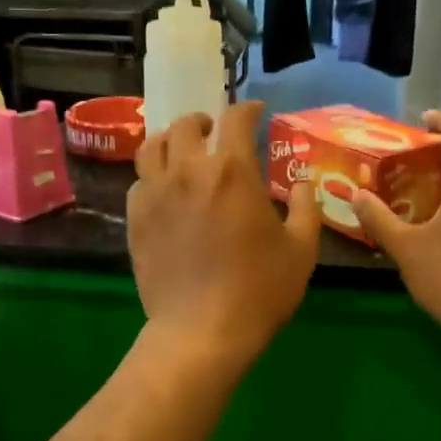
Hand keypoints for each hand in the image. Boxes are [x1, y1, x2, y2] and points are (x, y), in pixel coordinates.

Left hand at [127, 101, 318, 360]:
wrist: (201, 331)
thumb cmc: (259, 290)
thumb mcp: (301, 250)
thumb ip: (304, 207)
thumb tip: (301, 183)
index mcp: (232, 170)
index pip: (235, 119)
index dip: (247, 109)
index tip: (256, 112)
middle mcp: (188, 170)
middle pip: (186, 125)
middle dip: (204, 121)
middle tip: (215, 132)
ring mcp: (155, 193)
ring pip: (153, 146)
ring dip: (171, 140)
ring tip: (182, 150)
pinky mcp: (135, 218)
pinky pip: (138, 181)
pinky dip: (153, 175)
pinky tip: (164, 189)